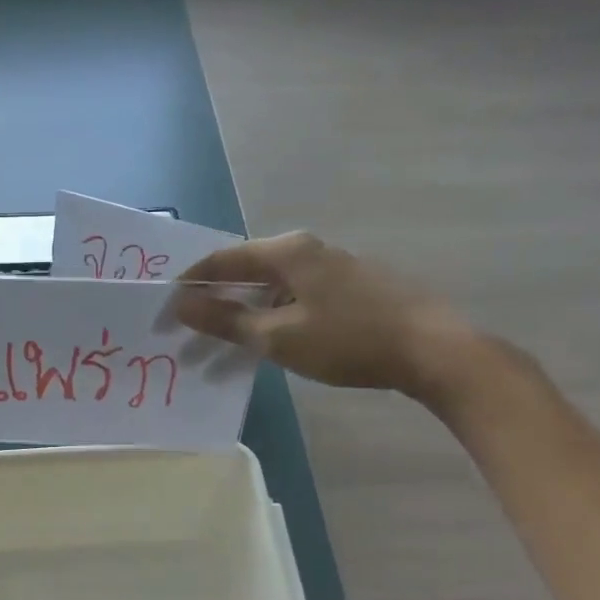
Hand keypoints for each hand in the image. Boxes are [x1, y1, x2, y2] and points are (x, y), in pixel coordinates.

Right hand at [176, 232, 477, 400]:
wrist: (433, 349)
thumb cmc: (348, 340)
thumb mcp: (279, 336)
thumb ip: (226, 320)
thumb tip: (179, 304)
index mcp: (286, 252)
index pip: (221, 260)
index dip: (189, 284)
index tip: (166, 310)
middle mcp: (307, 250)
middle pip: (246, 270)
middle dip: (215, 301)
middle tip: (189, 331)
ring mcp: (332, 267)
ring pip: (271, 286)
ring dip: (243, 312)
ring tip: (222, 344)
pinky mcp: (350, 287)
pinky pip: (294, 296)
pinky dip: (271, 315)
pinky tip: (268, 341)